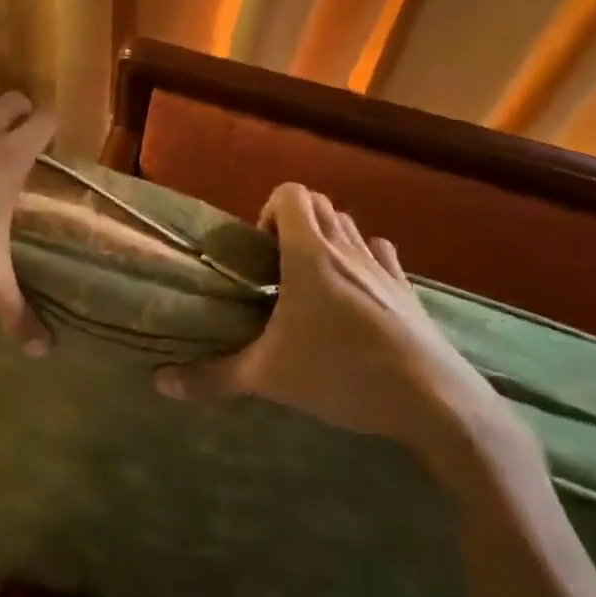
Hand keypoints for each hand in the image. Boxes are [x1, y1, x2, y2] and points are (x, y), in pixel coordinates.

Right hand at [154, 184, 529, 479]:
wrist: (436, 403)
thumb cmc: (342, 374)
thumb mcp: (269, 376)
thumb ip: (214, 377)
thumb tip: (159, 383)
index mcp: (309, 253)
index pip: (290, 193)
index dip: (269, 210)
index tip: (259, 252)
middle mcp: (347, 248)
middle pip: (320, 204)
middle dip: (293, 223)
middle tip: (278, 267)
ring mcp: (384, 268)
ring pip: (351, 226)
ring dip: (328, 238)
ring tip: (313, 282)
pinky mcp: (410, 292)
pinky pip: (382, 254)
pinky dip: (364, 259)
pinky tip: (356, 294)